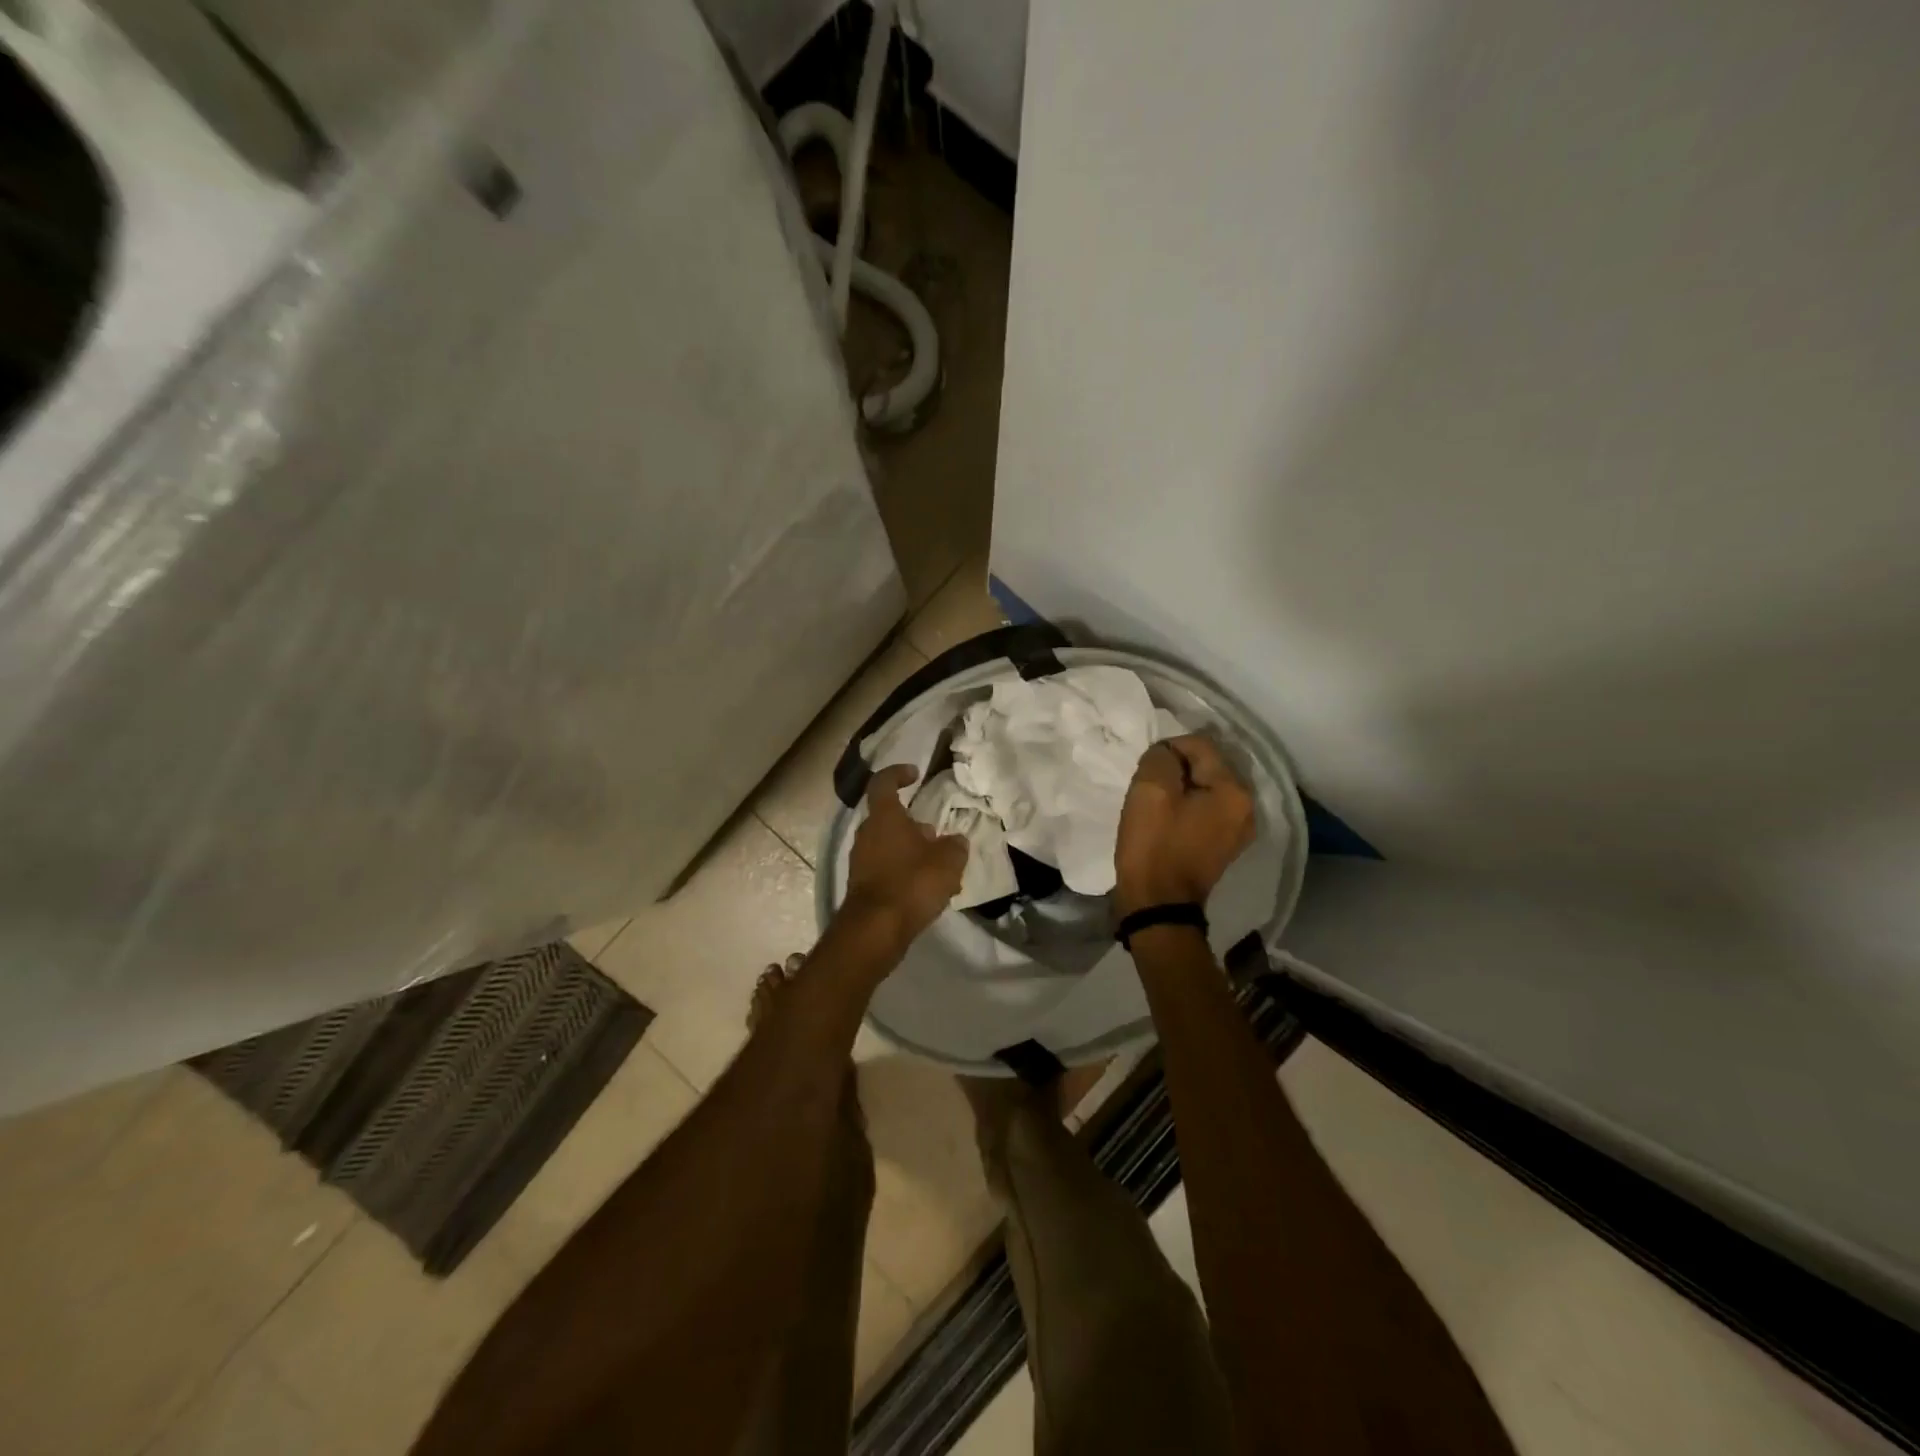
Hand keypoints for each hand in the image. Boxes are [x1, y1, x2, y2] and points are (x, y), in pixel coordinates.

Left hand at [842, 764, 966, 950]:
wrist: (875, 929)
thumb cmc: (912, 883)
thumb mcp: (948, 861)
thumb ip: (955, 846)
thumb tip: (956, 841)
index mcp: (884, 817)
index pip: (883, 783)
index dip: (898, 773)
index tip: (915, 774)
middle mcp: (867, 834)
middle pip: (889, 818)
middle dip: (914, 824)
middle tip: (937, 836)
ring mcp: (861, 861)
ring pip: (889, 846)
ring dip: (912, 851)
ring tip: (940, 869)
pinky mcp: (862, 886)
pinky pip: (886, 869)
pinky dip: (905, 872)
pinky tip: (927, 891)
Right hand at [1114, 734, 1255, 916]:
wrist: (1158, 905)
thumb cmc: (1154, 845)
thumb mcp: (1150, 789)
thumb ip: (1161, 757)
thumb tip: (1168, 754)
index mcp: (1234, 791)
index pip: (1201, 745)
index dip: (1168, 750)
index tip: (1146, 771)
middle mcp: (1247, 807)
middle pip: (1207, 766)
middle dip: (1177, 770)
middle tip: (1149, 788)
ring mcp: (1239, 829)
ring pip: (1205, 789)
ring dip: (1180, 790)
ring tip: (1156, 805)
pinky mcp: (1225, 845)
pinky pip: (1206, 810)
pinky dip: (1186, 809)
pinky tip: (1167, 821)